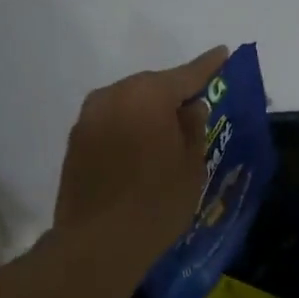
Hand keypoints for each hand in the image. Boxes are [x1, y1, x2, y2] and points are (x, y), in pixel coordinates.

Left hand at [54, 47, 227, 275]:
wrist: (97, 244)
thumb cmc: (157, 202)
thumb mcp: (191, 165)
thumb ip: (194, 127)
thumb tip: (190, 106)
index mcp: (147, 95)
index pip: (186, 74)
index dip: (208, 66)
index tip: (223, 53)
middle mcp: (113, 96)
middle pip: (152, 86)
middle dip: (173, 93)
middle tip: (195, 104)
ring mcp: (88, 118)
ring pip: (128, 104)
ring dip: (148, 112)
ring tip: (168, 130)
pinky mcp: (75, 142)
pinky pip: (111, 123)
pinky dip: (128, 128)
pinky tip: (141, 149)